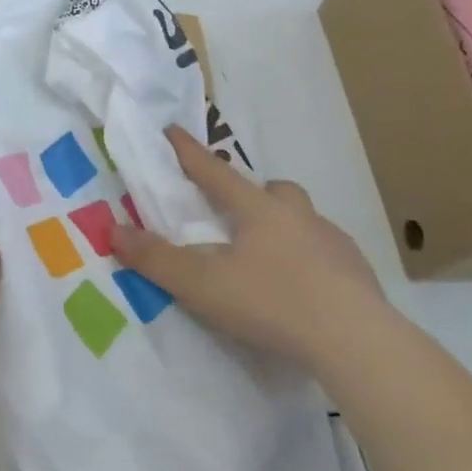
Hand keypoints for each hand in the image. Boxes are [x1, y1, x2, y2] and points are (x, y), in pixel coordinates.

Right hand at [110, 126, 387, 368]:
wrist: (356, 340)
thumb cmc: (272, 302)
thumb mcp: (201, 285)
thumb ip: (155, 259)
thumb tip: (112, 230)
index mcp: (257, 210)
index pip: (214, 171)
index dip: (188, 152)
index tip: (172, 130)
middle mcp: (297, 216)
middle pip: (273, 189)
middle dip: (252, 193)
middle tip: (237, 214)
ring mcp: (333, 242)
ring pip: (304, 219)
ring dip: (284, 226)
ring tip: (269, 258)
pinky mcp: (359, 273)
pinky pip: (328, 253)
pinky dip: (310, 260)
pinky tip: (303, 288)